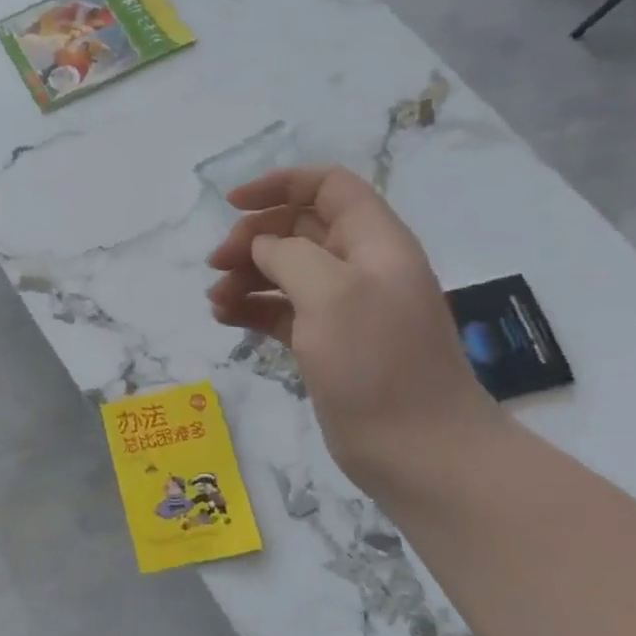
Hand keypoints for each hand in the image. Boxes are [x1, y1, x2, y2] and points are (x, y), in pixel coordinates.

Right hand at [206, 167, 498, 483]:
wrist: (419, 450)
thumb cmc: (377, 362)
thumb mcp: (331, 293)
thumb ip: (289, 255)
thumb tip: (262, 248)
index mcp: (373, 242)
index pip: (328, 187)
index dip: (280, 185)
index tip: (232, 203)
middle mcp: (359, 267)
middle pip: (298, 229)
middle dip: (252, 238)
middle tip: (216, 263)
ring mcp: (343, 308)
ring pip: (284, 271)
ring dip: (246, 276)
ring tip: (216, 300)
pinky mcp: (327, 343)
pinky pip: (281, 310)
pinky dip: (252, 308)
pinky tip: (225, 318)